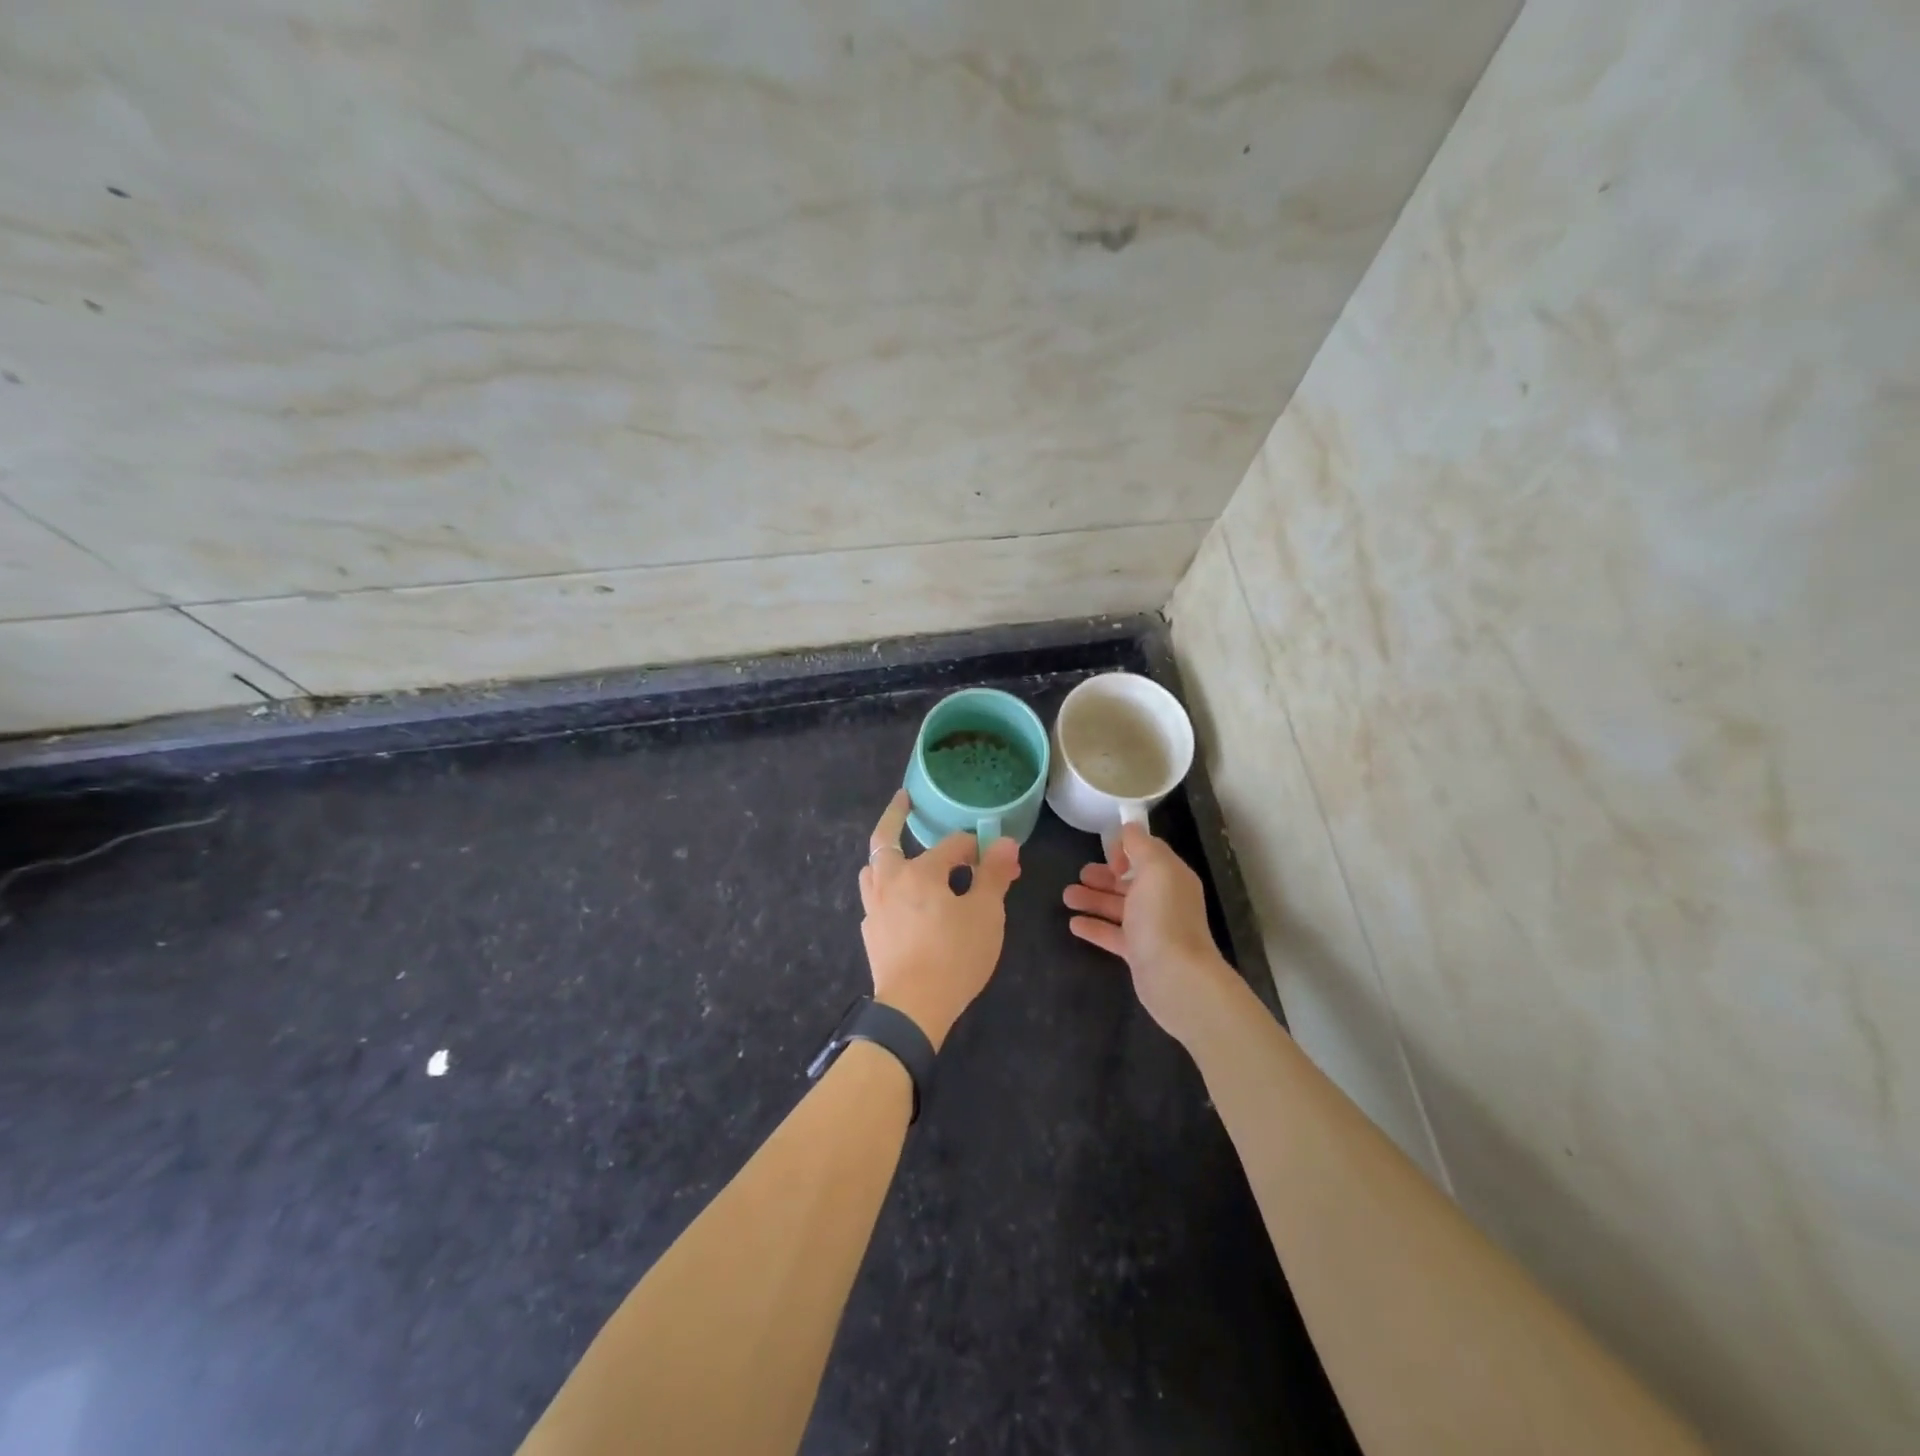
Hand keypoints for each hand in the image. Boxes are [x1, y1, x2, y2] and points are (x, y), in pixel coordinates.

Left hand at [859, 789, 1020, 1048]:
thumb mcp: (986, 913)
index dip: (977, 848)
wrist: (913, 1008)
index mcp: (920, 871)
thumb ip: (993, 874)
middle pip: (885, 840)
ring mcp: (875, 908)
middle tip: (904, 801)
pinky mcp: (871, 934)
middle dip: (895, 817)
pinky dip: (887, 890)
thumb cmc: (954, 955)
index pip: (952, 846)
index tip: (998, 859)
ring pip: (873, 869)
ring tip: (897, 853)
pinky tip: (901, 904)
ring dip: (886, 856)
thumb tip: (1004, 842)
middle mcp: (890, 881)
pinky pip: (876, 900)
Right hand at [1062, 822, 1237, 1045]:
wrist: (1175, 976)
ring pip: (1118, 908)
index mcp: (1171, 877)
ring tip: (1066, 897)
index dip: (1126, 851)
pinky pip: (1112, 935)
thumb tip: (1129, 828)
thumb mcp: (1155, 868)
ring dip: (1093, 899)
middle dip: (1104, 876)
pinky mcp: (1138, 953)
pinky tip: (1073, 924)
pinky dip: (1094, 927)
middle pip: (1130, 882)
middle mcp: (1163, 900)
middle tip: (1079, 874)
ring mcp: (1151, 928)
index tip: (1107, 855)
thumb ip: (1141, 845)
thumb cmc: (1163, 916)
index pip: (1148, 855)